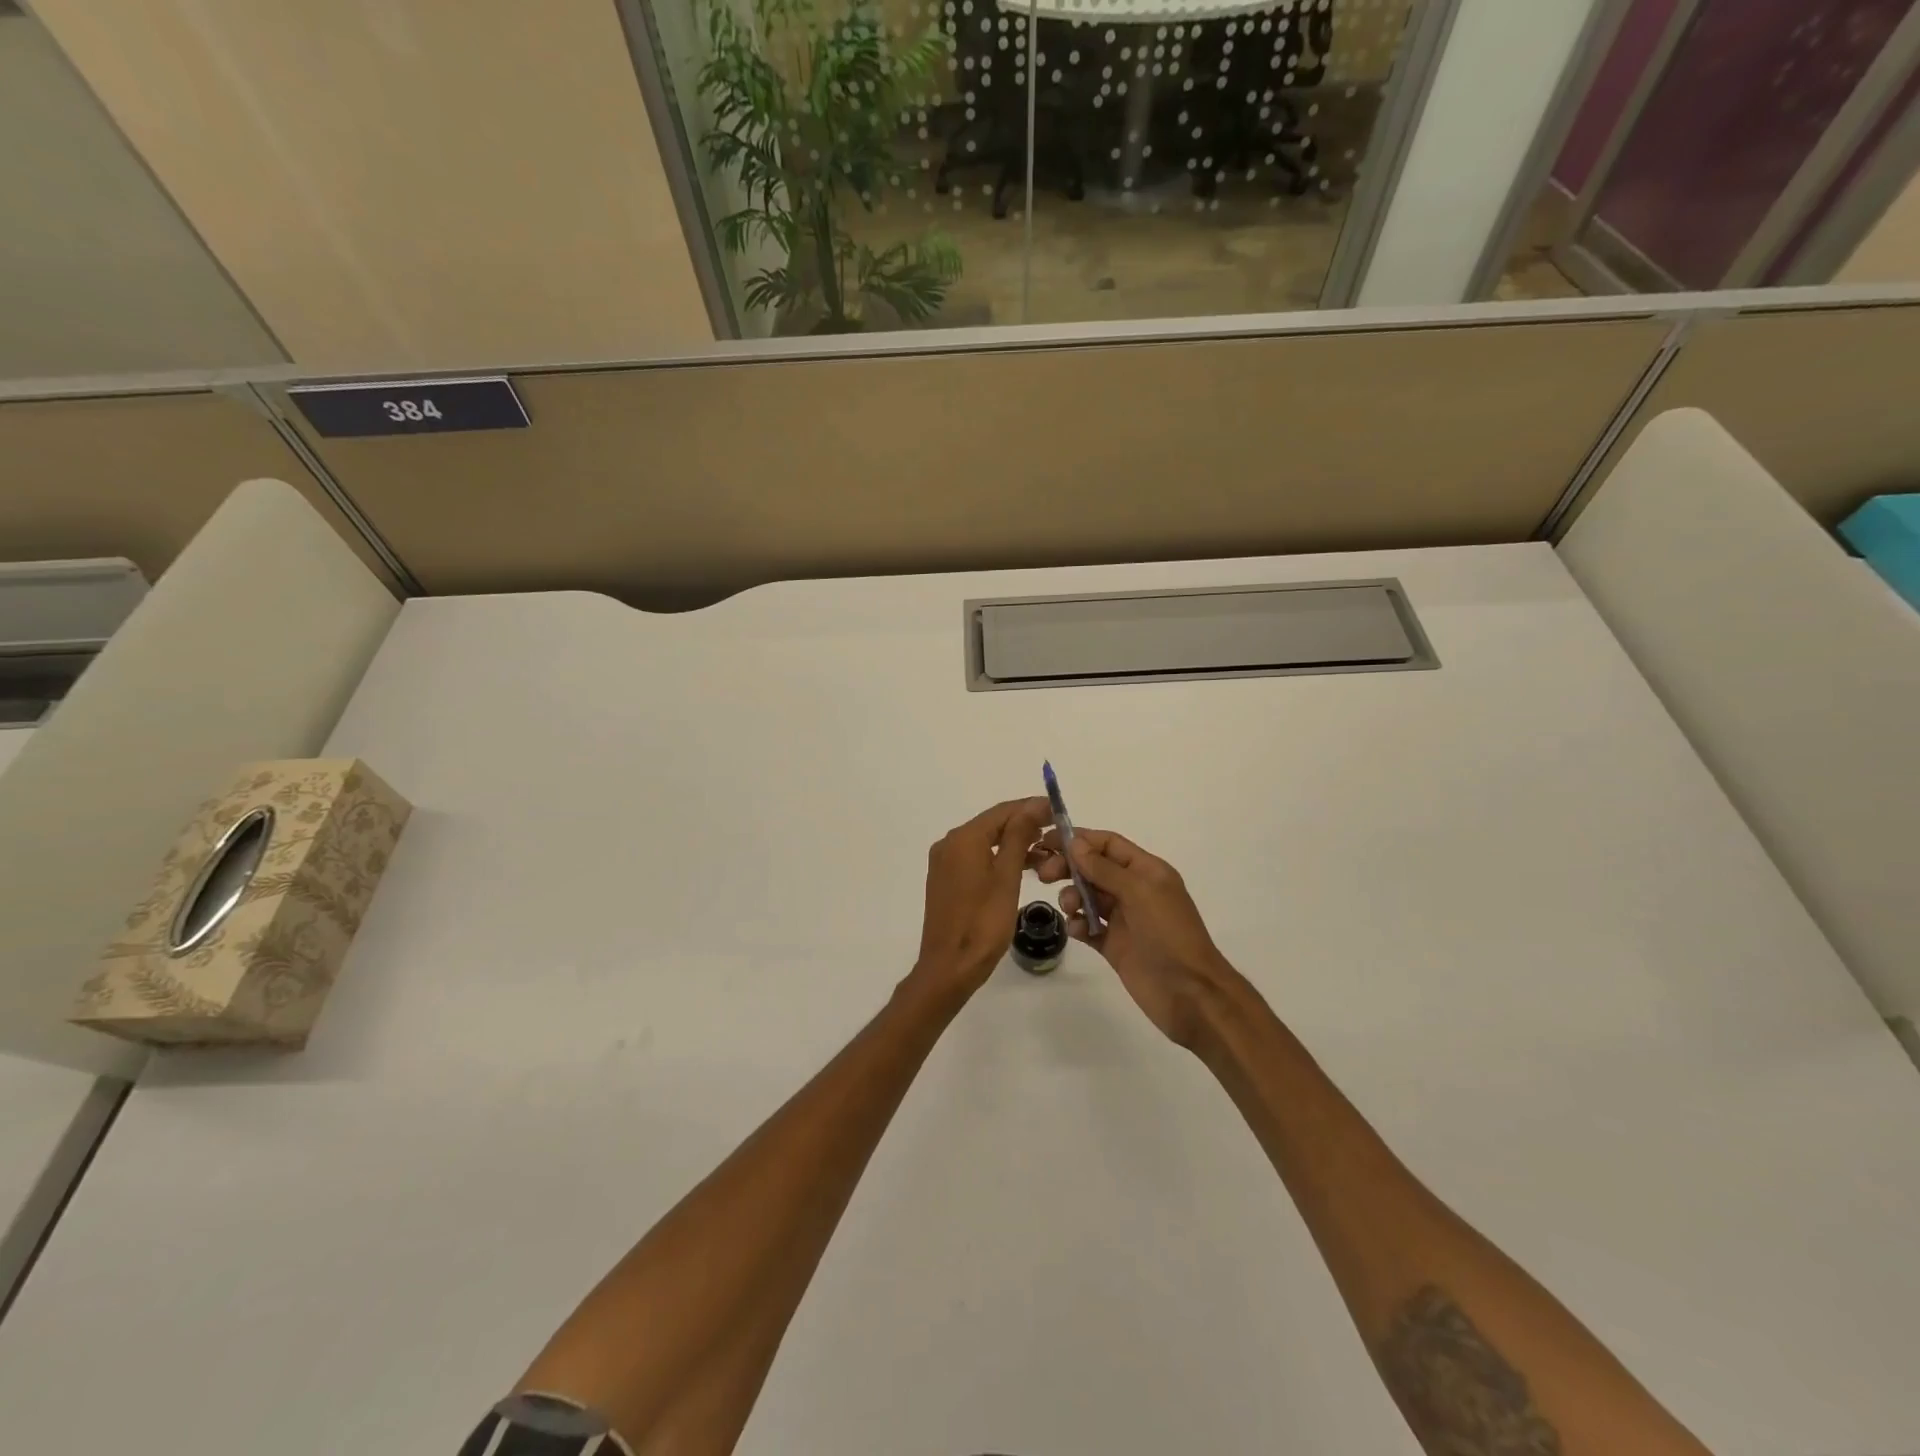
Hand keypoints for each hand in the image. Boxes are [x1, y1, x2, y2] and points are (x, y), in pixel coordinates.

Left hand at [913, 797, 1050, 997]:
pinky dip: (999, 858)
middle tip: (1057, 832)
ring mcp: (945, 863)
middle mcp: (949, 844)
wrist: (950, 967)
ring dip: (1014, 843)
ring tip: (1047, 851)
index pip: (1002, 811)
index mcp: (963, 839)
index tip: (1058, 811)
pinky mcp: (947, 880)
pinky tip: (1023, 867)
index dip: (1031, 808)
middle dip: (1025, 825)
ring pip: (985, 842)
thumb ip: (1019, 836)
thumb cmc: (983, 923)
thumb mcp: (1007, 877)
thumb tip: (1034, 805)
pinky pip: (977, 858)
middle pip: (992, 824)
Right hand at [1033, 828, 1243, 1048]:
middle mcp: (1134, 890)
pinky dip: (1078, 924)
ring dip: (1072, 896)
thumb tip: (1075, 843)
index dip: (1079, 840)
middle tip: (1044, 875)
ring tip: (1070, 909)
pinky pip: (1088, 926)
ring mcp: (1123, 919)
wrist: (1189, 993)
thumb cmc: (1169, 934)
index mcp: (1146, 871)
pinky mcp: (1113, 945)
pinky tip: (1077, 930)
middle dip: (1068, 867)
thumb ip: (1105, 868)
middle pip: (1093, 868)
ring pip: (1087, 896)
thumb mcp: (1140, 893)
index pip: (1108, 844)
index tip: (1047, 841)